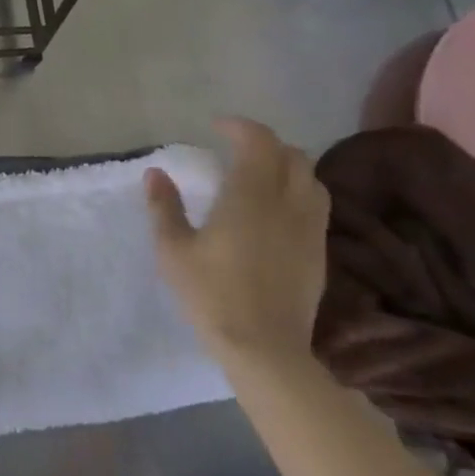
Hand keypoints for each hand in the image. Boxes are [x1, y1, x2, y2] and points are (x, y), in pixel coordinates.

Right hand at [144, 118, 328, 367]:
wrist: (265, 348)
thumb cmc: (211, 294)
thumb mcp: (173, 250)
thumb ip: (164, 207)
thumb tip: (156, 173)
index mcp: (250, 197)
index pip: (258, 142)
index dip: (239, 127)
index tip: (216, 127)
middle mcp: (286, 204)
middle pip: (292, 155)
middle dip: (264, 144)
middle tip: (235, 150)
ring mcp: (309, 229)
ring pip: (311, 179)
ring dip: (286, 166)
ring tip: (259, 175)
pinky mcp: (318, 252)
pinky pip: (316, 205)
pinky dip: (298, 192)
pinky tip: (275, 210)